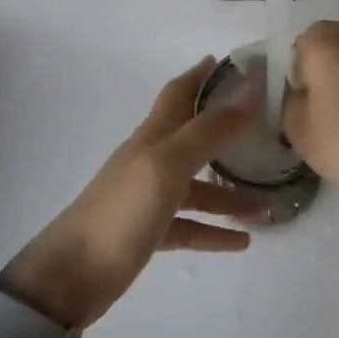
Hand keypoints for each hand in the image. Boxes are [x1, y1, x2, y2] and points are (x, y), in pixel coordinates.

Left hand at [0, 58, 267, 327]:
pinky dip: (214, 231)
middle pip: (192, 138)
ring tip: (267, 206)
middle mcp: (150, 161)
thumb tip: (250, 90)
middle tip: (263, 130)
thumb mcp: (168, 165)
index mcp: (152, 138)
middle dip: (225, 131)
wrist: (71, 276)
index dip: (199, 75)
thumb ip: (209, 130)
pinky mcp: (147, 234)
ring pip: (197, 188)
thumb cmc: (122, 212)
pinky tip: (242, 241)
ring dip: (230, 193)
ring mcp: (147, 199)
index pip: (178, 94)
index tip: (226, 61)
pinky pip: (189, 226)